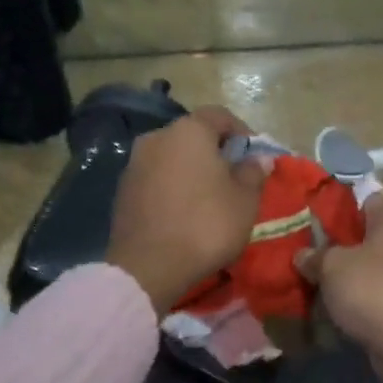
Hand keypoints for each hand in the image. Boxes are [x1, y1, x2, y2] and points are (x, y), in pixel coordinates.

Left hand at [105, 108, 270, 316]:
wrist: (149, 267)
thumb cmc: (206, 225)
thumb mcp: (245, 200)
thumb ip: (253, 172)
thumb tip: (260, 157)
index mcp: (189, 131)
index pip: (220, 115)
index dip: (242, 131)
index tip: (255, 155)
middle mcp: (157, 137)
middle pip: (193, 135)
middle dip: (215, 151)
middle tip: (234, 176)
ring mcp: (135, 163)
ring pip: (172, 156)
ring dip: (192, 169)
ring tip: (209, 196)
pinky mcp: (122, 190)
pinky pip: (156, 178)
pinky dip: (173, 186)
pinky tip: (184, 211)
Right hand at [298, 196, 382, 382]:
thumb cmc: (373, 287)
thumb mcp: (333, 265)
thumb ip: (315, 256)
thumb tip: (302, 254)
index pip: (364, 200)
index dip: (337, 206)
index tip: (309, 216)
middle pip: (361, 237)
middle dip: (332, 245)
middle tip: (299, 250)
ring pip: (362, 269)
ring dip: (338, 276)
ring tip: (304, 279)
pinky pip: (366, 296)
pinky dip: (348, 301)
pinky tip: (322, 306)